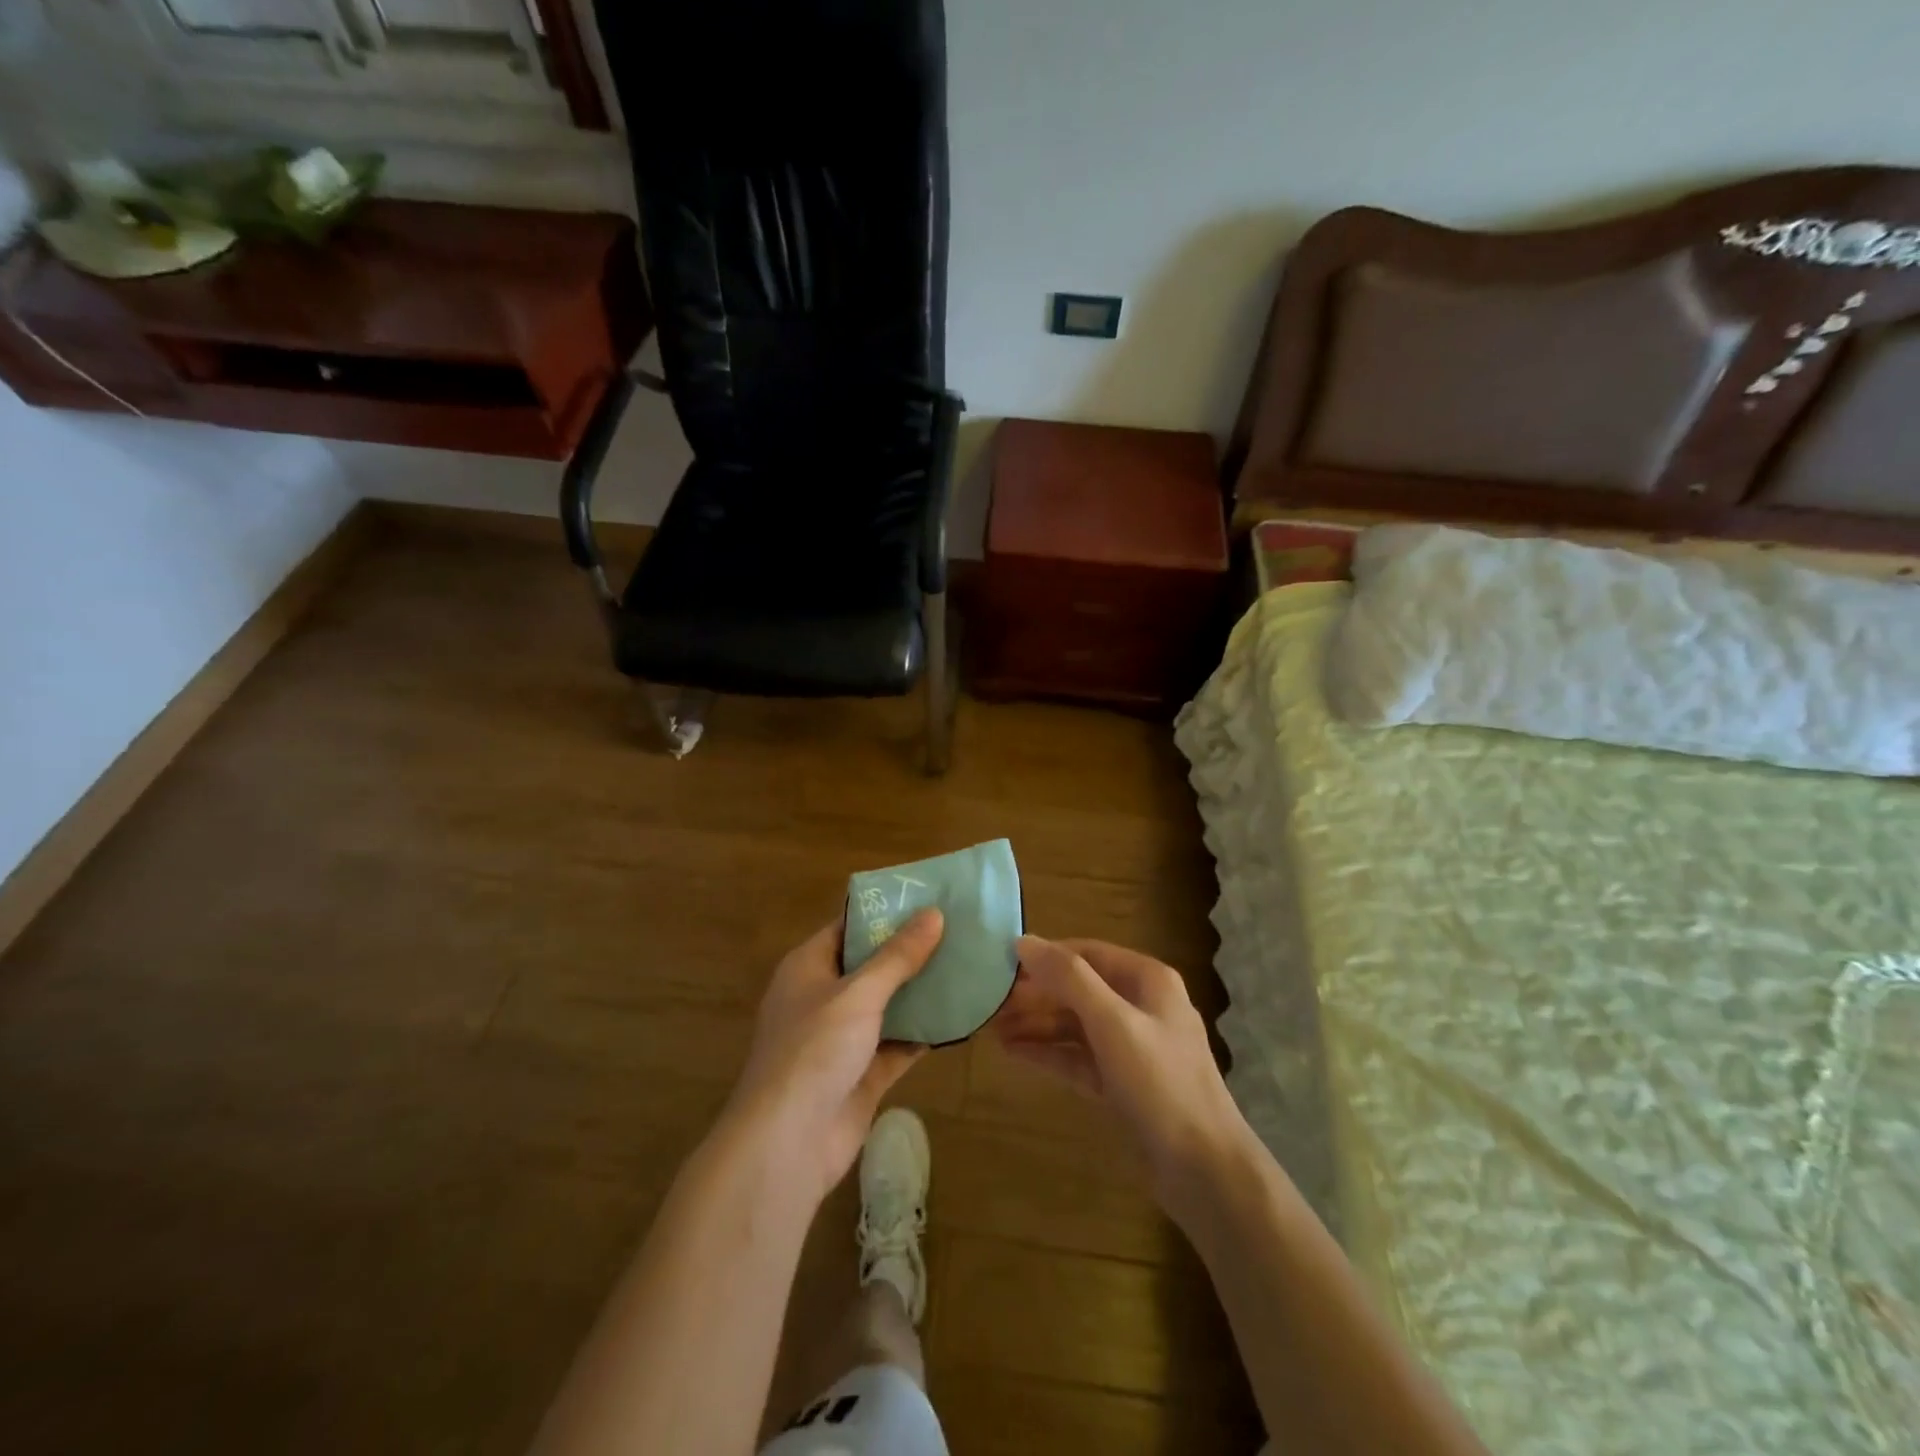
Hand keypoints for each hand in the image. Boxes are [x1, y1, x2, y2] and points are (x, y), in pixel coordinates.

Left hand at [725, 909, 944, 1203]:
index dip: (885, 912)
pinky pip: (898, 1044)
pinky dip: (923, 1033)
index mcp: (808, 967)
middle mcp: (823, 998)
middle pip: (872, 965)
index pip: (849, 927)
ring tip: (966, 965)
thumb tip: (933, 913)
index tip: (928, 898)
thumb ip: (897, 956)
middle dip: (911, 951)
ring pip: (888, 1006)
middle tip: (958, 930)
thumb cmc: (813, 1051)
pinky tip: (960, 1016)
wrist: (787, 1144)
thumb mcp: (858, 993)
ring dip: (921, 992)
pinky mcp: (862, 1074)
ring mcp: (842, 1039)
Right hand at [992, 937, 1252, 1221]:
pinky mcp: (1123, 1083)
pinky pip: (1079, 1057)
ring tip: (992, 1029)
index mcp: (1147, 980)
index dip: (1045, 956)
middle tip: (990, 1002)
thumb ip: (1068, 979)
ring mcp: (1132, 1047)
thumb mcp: (1112, 1022)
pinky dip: (1050, 1053)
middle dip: (1036, 995)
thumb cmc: (1160, 1082)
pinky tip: (1014, 1053)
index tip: (1002, 964)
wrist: (1203, 1169)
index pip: (1087, 953)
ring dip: (1037, 1025)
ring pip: (1076, 1025)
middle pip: (1079, 989)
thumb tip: (1023, 942)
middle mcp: (1141, 1006)